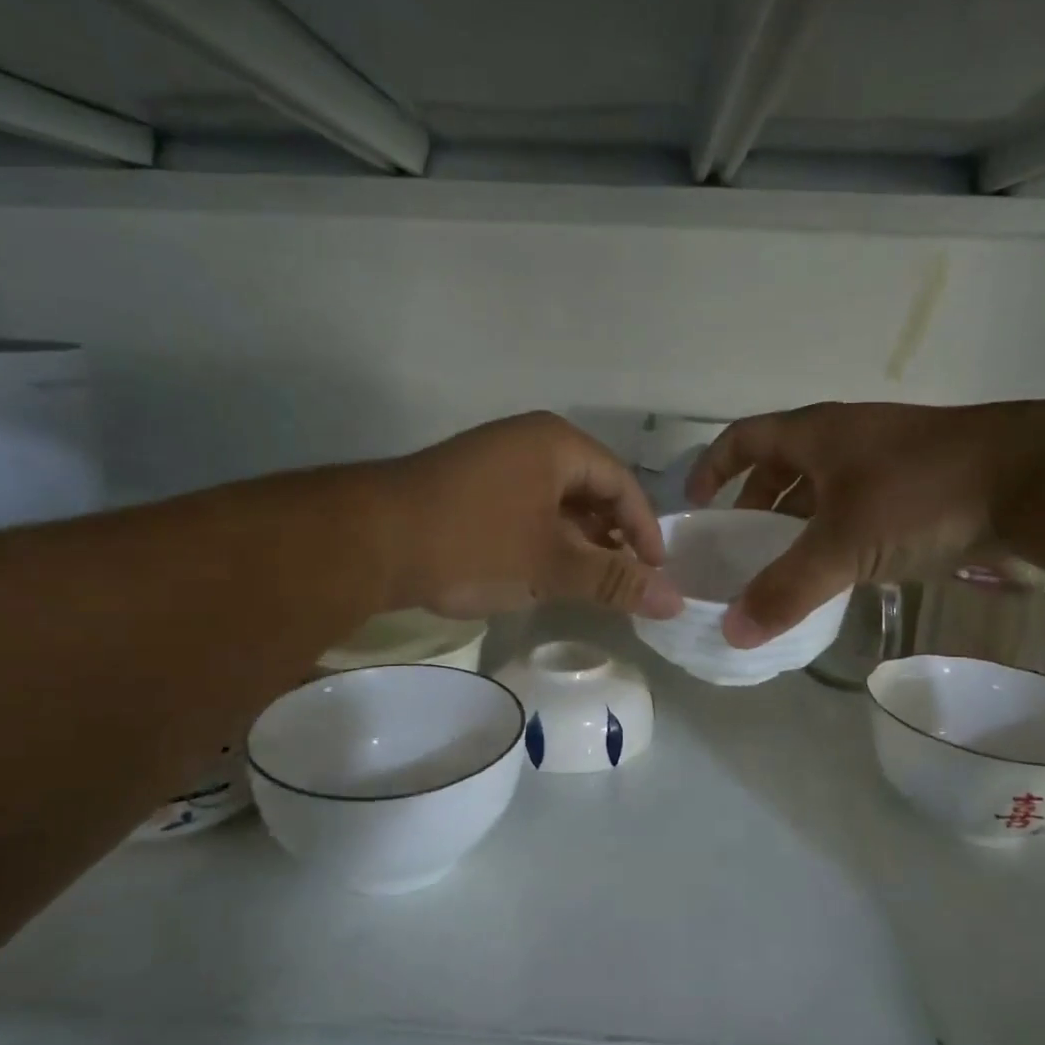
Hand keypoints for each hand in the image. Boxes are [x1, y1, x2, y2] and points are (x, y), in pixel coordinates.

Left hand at [382, 412, 683, 619]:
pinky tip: (543, 575)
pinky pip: (525, 511)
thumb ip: (614, 581)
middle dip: (610, 539)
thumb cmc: (473, 543)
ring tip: (587, 585)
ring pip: (556, 504)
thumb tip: (675, 601)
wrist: (368, 542)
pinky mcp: (470, 489)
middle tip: (623, 583)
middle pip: (591, 491)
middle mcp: (528, 443)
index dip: (644, 531)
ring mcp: (495, 463)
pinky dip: (543, 542)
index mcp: (556, 444)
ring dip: (577, 544)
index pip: (622, 484)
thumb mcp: (550, 565)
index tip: (655, 574)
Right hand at [684, 401, 1042, 646]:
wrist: (1034, 479)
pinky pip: (856, 505)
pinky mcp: (919, 483)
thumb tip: (732, 632)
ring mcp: (885, 458)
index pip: (743, 438)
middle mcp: (845, 438)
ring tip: (784, 563)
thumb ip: (785, 589)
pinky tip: (840, 568)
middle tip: (740, 544)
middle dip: (755, 501)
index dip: (712, 467)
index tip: (695, 504)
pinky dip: (836, 532)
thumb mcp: (842, 545)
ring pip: (822, 487)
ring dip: (797, 520)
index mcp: (816, 434)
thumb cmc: (920, 494)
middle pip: (782, 464)